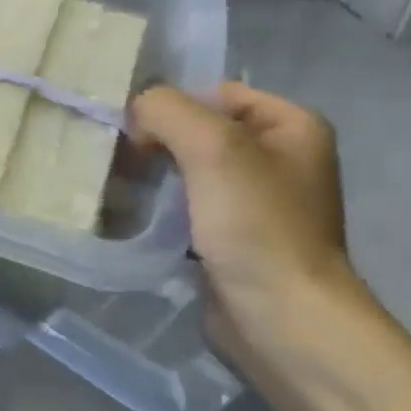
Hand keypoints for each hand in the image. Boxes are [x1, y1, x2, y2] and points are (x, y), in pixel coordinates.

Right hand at [131, 82, 359, 364]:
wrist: (281, 317)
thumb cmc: (257, 225)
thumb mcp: (213, 148)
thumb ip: (167, 110)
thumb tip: (135, 111)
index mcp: (292, 125)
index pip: (215, 93)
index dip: (171, 106)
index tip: (135, 135)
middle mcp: (278, 157)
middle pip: (198, 130)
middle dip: (155, 142)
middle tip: (120, 162)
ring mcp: (254, 200)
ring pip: (186, 169)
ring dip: (151, 176)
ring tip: (118, 186)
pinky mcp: (230, 236)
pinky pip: (186, 205)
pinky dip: (158, 206)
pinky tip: (133, 214)